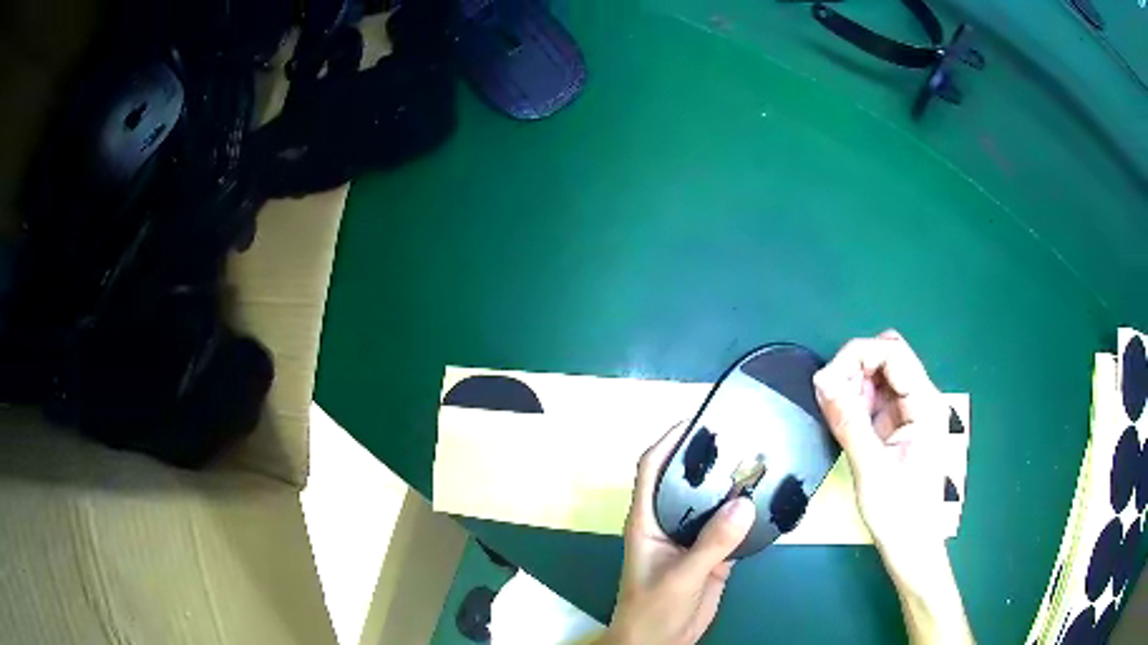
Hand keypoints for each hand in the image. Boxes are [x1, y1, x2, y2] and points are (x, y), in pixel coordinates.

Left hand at [599, 423, 755, 644]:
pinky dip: (749, 515)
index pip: (652, 468)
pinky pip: (733, 528)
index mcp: (648, 519)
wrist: (660, 643)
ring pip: (715, 503)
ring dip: (736, 485)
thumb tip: (745, 503)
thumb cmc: (652, 609)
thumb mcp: (680, 577)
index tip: (699, 420)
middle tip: (745, 434)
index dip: (670, 440)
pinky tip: (771, 501)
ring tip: (765, 459)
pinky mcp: (713, 554)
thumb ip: (711, 544)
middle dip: (713, 457)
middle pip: (690, 479)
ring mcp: (693, 537)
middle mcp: (670, 521)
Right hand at [814, 330, 973, 643]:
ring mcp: (909, 412)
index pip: (892, 352)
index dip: (857, 355)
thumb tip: (821, 381)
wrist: (910, 546)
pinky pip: (874, 399)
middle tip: (829, 398)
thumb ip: (848, 421)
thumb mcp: (870, 468)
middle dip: (854, 367)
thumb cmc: (898, 512)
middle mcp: (920, 399)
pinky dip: (855, 402)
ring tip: (835, 415)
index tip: (825, 381)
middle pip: (886, 357)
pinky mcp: (898, 426)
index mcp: (925, 403)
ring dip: (852, 385)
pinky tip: (844, 422)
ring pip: (878, 375)